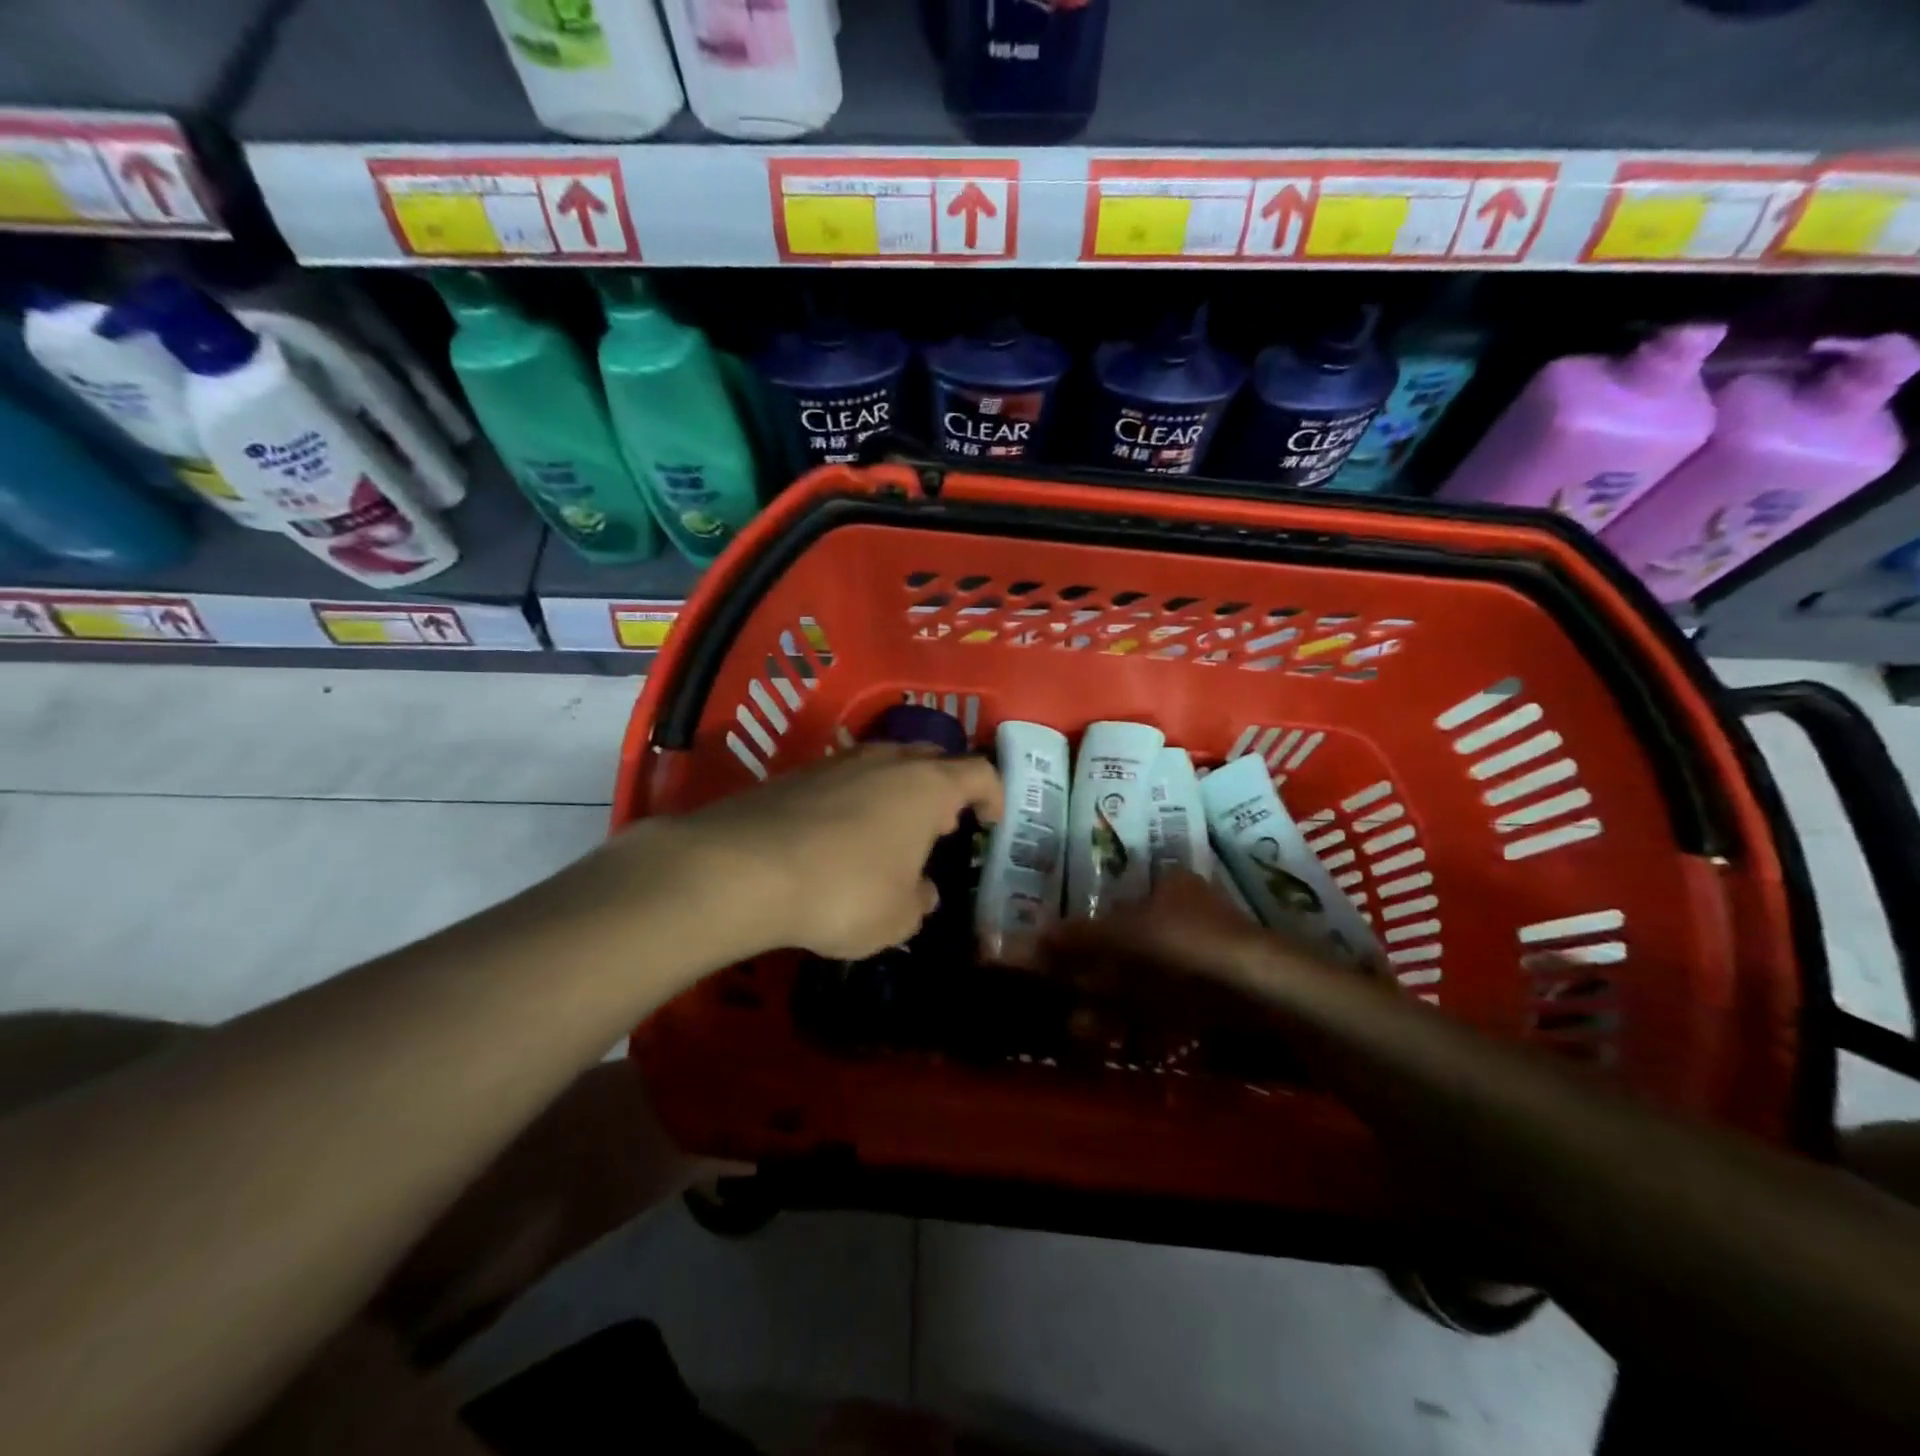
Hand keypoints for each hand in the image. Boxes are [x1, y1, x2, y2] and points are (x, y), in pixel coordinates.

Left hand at [682, 745, 1001, 960]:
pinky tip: (839, 836)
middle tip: (943, 824)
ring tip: (892, 830)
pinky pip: (843, 779)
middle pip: (931, 759)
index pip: (979, 773)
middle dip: (944, 788)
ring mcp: (838, 762)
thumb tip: (922, 891)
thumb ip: (919, 901)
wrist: (743, 868)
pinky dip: (854, 800)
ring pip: (883, 764)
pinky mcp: (796, 774)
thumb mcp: (897, 918)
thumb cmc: (844, 892)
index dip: (993, 795)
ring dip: (897, 792)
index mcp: (927, 787)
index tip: (991, 821)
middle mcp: (886, 762)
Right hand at [1044, 870, 1281, 1028]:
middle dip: (1095, 981)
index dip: (1085, 935)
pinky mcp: (1220, 995)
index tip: (1062, 965)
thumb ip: (1077, 938)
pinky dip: (1143, 1022)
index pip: (1116, 906)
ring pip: (1147, 980)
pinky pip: (1170, 1006)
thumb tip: (1030, 938)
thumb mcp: (1120, 936)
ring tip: (1086, 1033)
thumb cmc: (1184, 944)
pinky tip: (1123, 1042)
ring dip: (1114, 1006)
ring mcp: (1205, 956)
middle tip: (1070, 1008)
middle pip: (1129, 947)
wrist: (1262, 991)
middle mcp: (1186, 913)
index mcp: (1168, 886)